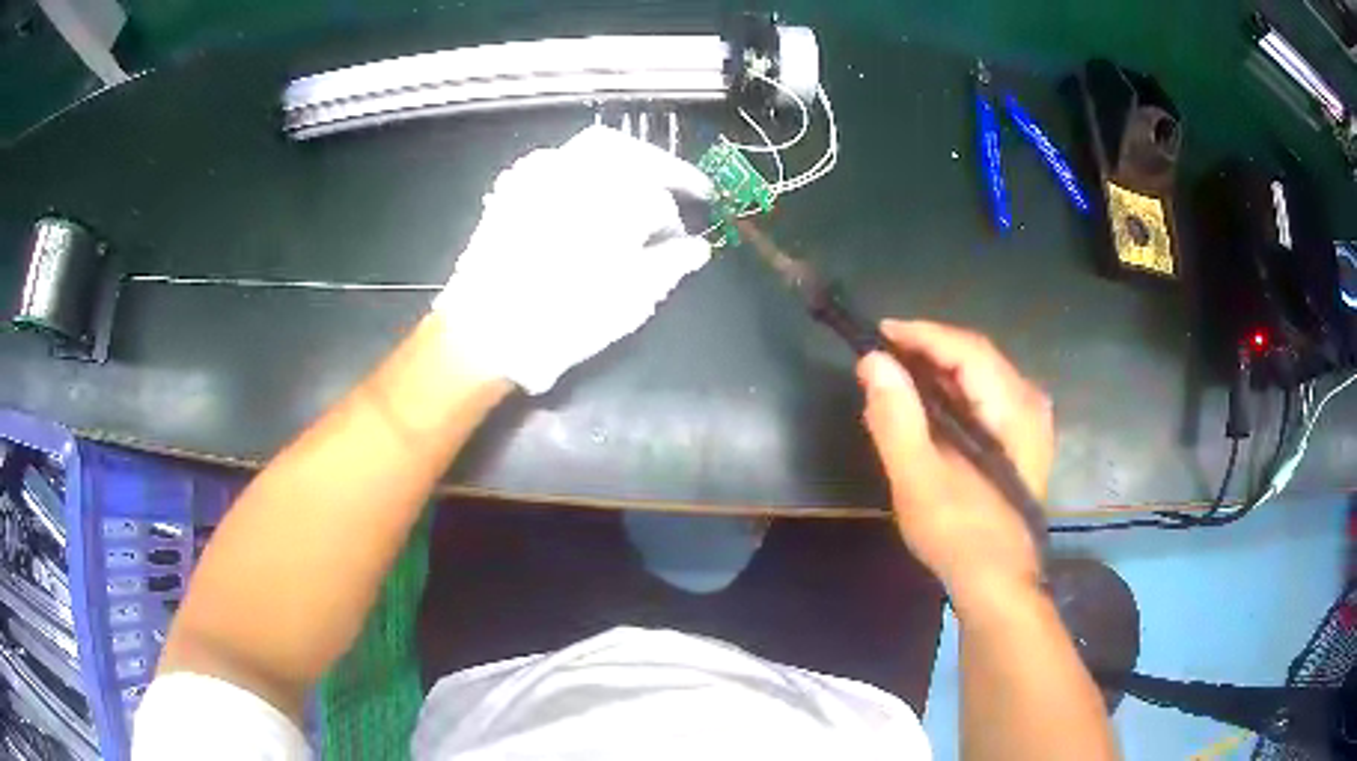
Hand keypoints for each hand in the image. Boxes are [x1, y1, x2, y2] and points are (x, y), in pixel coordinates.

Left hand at [435, 126, 713, 393]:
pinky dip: (579, 165)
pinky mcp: (513, 188)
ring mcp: (540, 176)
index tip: (679, 242)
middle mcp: (579, 173)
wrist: (486, 333)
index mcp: (615, 199)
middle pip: (632, 152)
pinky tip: (586, 188)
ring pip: (592, 147)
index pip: (659, 201)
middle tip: (683, 185)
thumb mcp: (631, 299)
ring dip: (624, 158)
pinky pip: (553, 160)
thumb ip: (670, 264)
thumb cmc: (565, 318)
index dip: (674, 222)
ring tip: (638, 181)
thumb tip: (697, 249)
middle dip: (662, 166)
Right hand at [857, 320, 1053, 610]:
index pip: (967, 350)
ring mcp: (1032, 421)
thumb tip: (874, 363)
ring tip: (899, 374)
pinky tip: (929, 403)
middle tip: (883, 355)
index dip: (922, 334)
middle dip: (929, 348)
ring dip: (940, 368)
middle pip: (977, 355)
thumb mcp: (919, 481)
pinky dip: (954, 390)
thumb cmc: (960, 535)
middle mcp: (1030, 403)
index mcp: (1014, 409)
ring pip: (982, 374)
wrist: (998, 582)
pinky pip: (987, 395)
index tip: (880, 332)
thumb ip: (897, 420)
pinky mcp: (1023, 439)